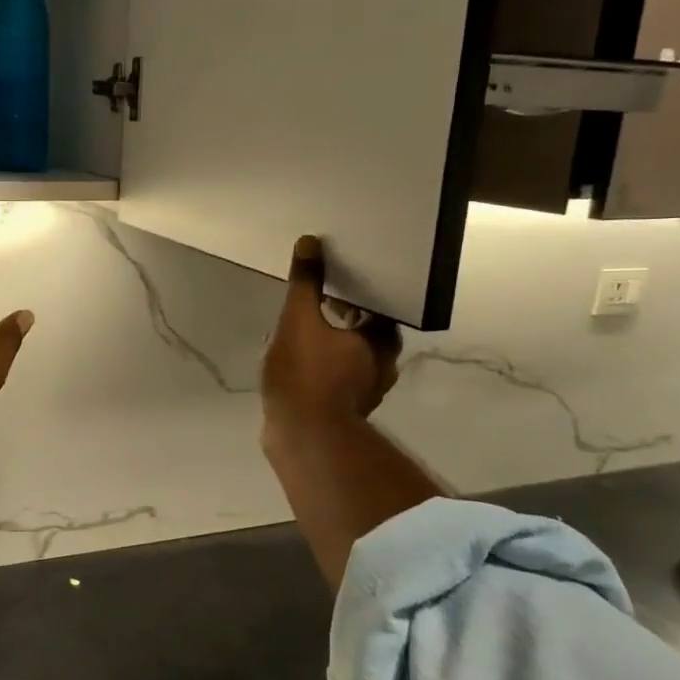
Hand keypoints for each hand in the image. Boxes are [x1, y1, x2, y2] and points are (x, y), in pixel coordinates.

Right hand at [261, 236, 400, 428]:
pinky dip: (323, 366)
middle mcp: (381, 366)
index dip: (361, 293)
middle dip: (344, 316)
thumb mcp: (299, 320)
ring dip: (333, 342)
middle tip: (318, 301)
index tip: (339, 281)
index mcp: (380, 341)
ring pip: (351, 356)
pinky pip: (337, 378)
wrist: (301, 436)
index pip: (380, 307)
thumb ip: (305, 283)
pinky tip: (298, 361)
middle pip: (367, 332)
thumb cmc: (306, 374)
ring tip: (302, 330)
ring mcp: (364, 392)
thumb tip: (310, 242)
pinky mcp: (343, 410)